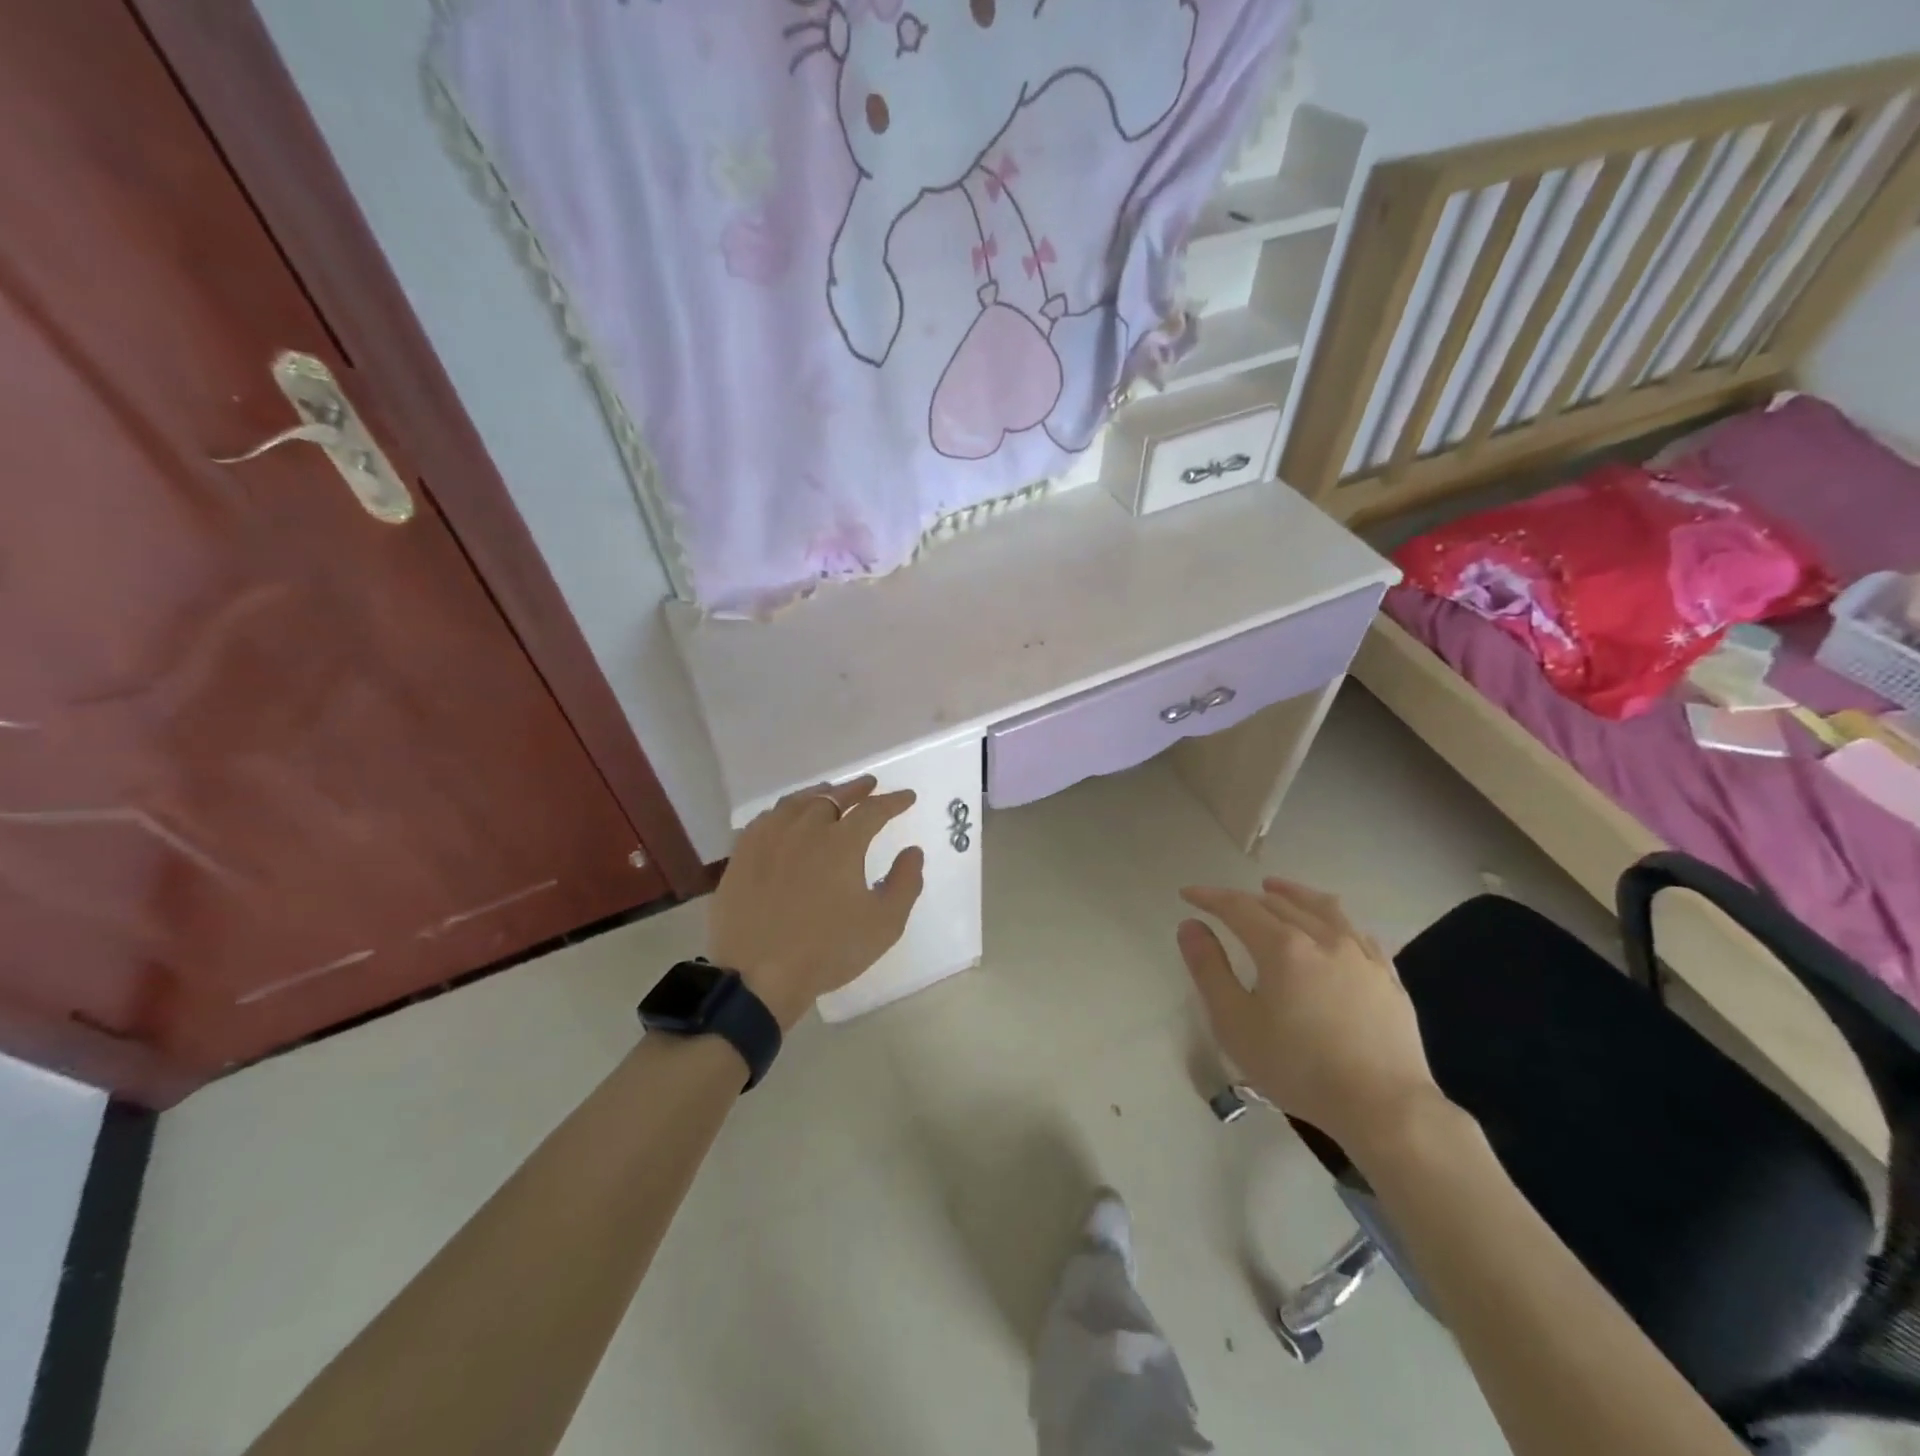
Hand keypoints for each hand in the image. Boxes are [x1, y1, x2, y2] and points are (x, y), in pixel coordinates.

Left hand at [707, 775, 925, 1029]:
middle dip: (856, 789)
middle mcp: (805, 828)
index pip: (874, 810)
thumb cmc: (828, 951)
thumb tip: (913, 852)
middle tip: (870, 785)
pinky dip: (784, 811)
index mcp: (842, 842)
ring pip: (797, 803)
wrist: (758, 976)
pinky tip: (786, 818)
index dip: (894, 801)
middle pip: (834, 797)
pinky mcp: (742, 854)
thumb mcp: (884, 924)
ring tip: (829, 793)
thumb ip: (905, 883)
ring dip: (820, 794)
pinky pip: (766, 819)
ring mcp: (769, 839)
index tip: (907, 797)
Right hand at [1178, 878, 1444, 1153]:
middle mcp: (1323, 938)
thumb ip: (1209, 969)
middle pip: (1279, 903)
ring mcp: (1361, 956)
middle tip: (1226, 903)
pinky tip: (1332, 927)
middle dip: (1247, 898)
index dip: (1210, 897)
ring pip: (1323, 908)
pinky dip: (1333, 919)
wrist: (1385, 1108)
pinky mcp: (1387, 978)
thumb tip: (1190, 925)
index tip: (1188, 894)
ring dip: (1293, 894)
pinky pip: (1356, 932)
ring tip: (1277, 888)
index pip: (1238, 907)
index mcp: (1282, 947)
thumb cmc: (1298, 1068)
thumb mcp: (1235, 1023)